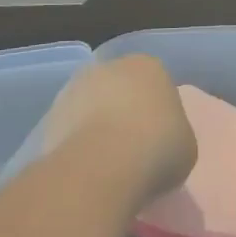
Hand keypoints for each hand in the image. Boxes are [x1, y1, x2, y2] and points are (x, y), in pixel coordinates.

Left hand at [39, 55, 197, 209]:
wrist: (103, 165)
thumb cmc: (158, 146)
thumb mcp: (186, 146)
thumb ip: (174, 135)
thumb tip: (160, 144)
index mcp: (149, 66)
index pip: (156, 84)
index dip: (159, 113)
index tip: (161, 140)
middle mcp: (109, 67)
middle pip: (120, 91)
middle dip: (124, 114)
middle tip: (134, 150)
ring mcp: (74, 89)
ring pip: (92, 108)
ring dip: (97, 129)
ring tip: (108, 166)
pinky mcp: (49, 116)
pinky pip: (71, 131)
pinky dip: (77, 146)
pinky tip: (87, 171)